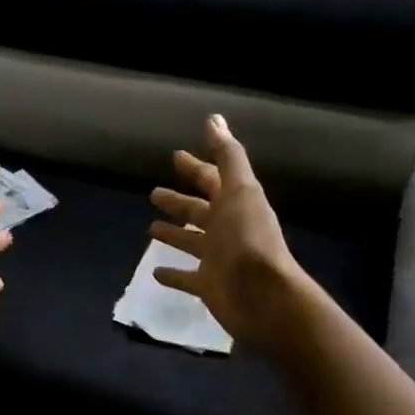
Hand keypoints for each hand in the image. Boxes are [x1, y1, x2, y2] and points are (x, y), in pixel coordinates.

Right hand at [149, 115, 310, 354]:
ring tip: (150, 228)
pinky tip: (154, 272)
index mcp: (234, 203)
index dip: (195, 167)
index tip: (175, 156)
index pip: (211, 179)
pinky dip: (172, 274)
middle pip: (198, 210)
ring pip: (190, 241)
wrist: (264, 295)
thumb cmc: (248, 237)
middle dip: (178, 201)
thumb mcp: (240, 189)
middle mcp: (226, 228)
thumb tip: (214, 118)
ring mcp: (217, 258)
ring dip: (173, 234)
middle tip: (153, 193)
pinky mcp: (208, 286)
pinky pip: (186, 278)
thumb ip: (227, 155)